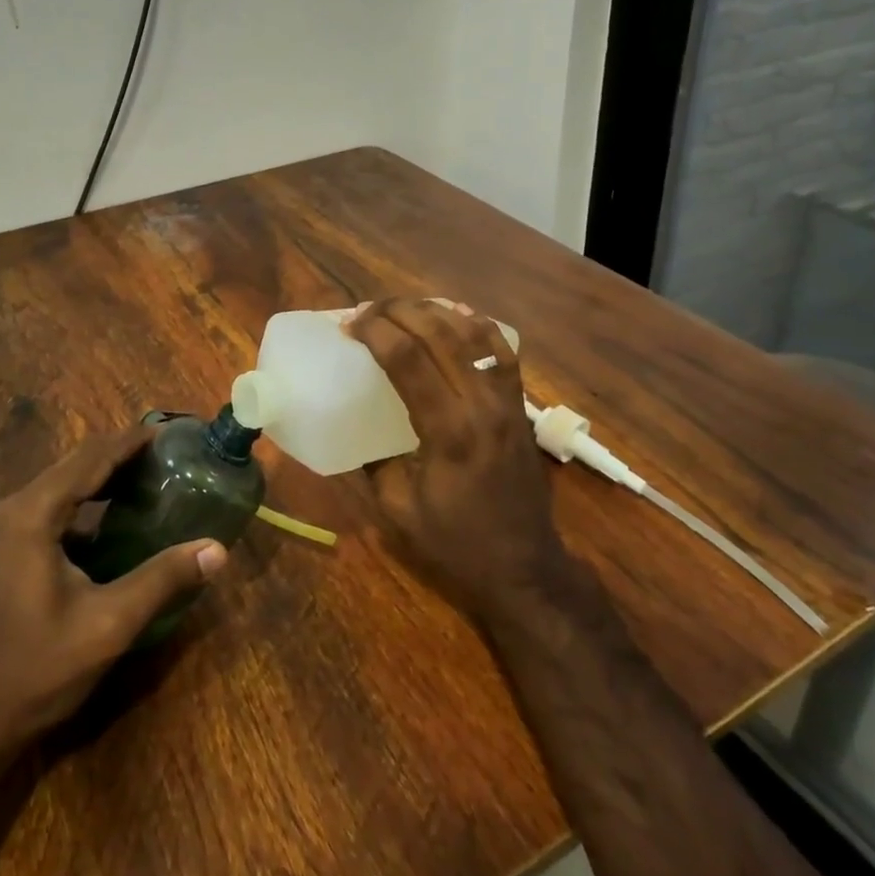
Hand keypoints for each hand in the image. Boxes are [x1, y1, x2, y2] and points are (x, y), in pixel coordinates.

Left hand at [0, 426, 228, 760]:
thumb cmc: (38, 670)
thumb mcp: (109, 624)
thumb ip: (163, 579)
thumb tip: (218, 549)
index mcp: (33, 514)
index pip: (92, 458)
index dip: (132, 441)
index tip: (172, 431)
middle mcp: (16, 509)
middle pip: (77, 463)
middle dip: (123, 452)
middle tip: (171, 452)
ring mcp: (8, 529)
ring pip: (66, 483)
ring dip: (107, 474)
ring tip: (154, 473)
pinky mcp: (10, 549)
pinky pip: (56, 505)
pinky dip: (91, 499)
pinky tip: (120, 514)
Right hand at [347, 299, 569, 621]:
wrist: (525, 567)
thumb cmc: (457, 543)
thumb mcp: (397, 509)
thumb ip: (372, 461)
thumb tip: (349, 423)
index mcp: (448, 430)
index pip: (407, 358)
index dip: (374, 331)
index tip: (349, 325)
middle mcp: (481, 403)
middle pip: (440, 332)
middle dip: (398, 310)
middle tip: (368, 310)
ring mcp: (507, 399)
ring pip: (473, 331)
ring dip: (435, 310)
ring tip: (403, 308)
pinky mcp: (520, 404)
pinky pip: (502, 349)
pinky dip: (477, 324)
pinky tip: (455, 316)